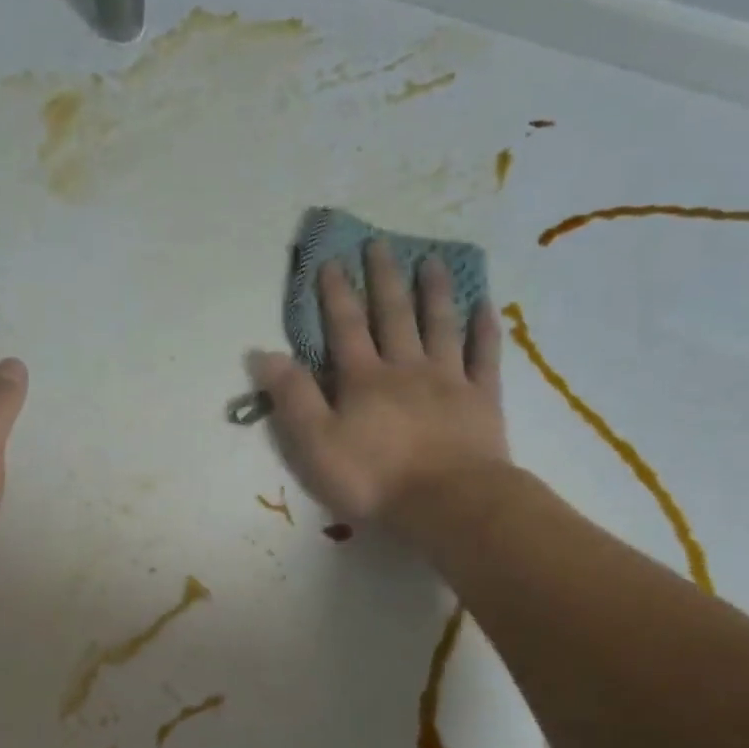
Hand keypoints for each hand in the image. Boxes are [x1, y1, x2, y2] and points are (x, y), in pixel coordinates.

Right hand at [250, 241, 510, 536]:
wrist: (448, 503)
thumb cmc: (373, 478)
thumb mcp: (315, 443)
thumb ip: (291, 397)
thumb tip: (262, 353)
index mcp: (363, 379)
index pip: (345, 327)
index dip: (335, 294)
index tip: (330, 261)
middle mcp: (406, 368)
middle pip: (394, 314)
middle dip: (383, 278)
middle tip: (380, 244)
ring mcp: (448, 380)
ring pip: (440, 325)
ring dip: (434, 291)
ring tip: (432, 260)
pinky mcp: (482, 400)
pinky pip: (485, 355)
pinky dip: (484, 328)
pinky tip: (486, 305)